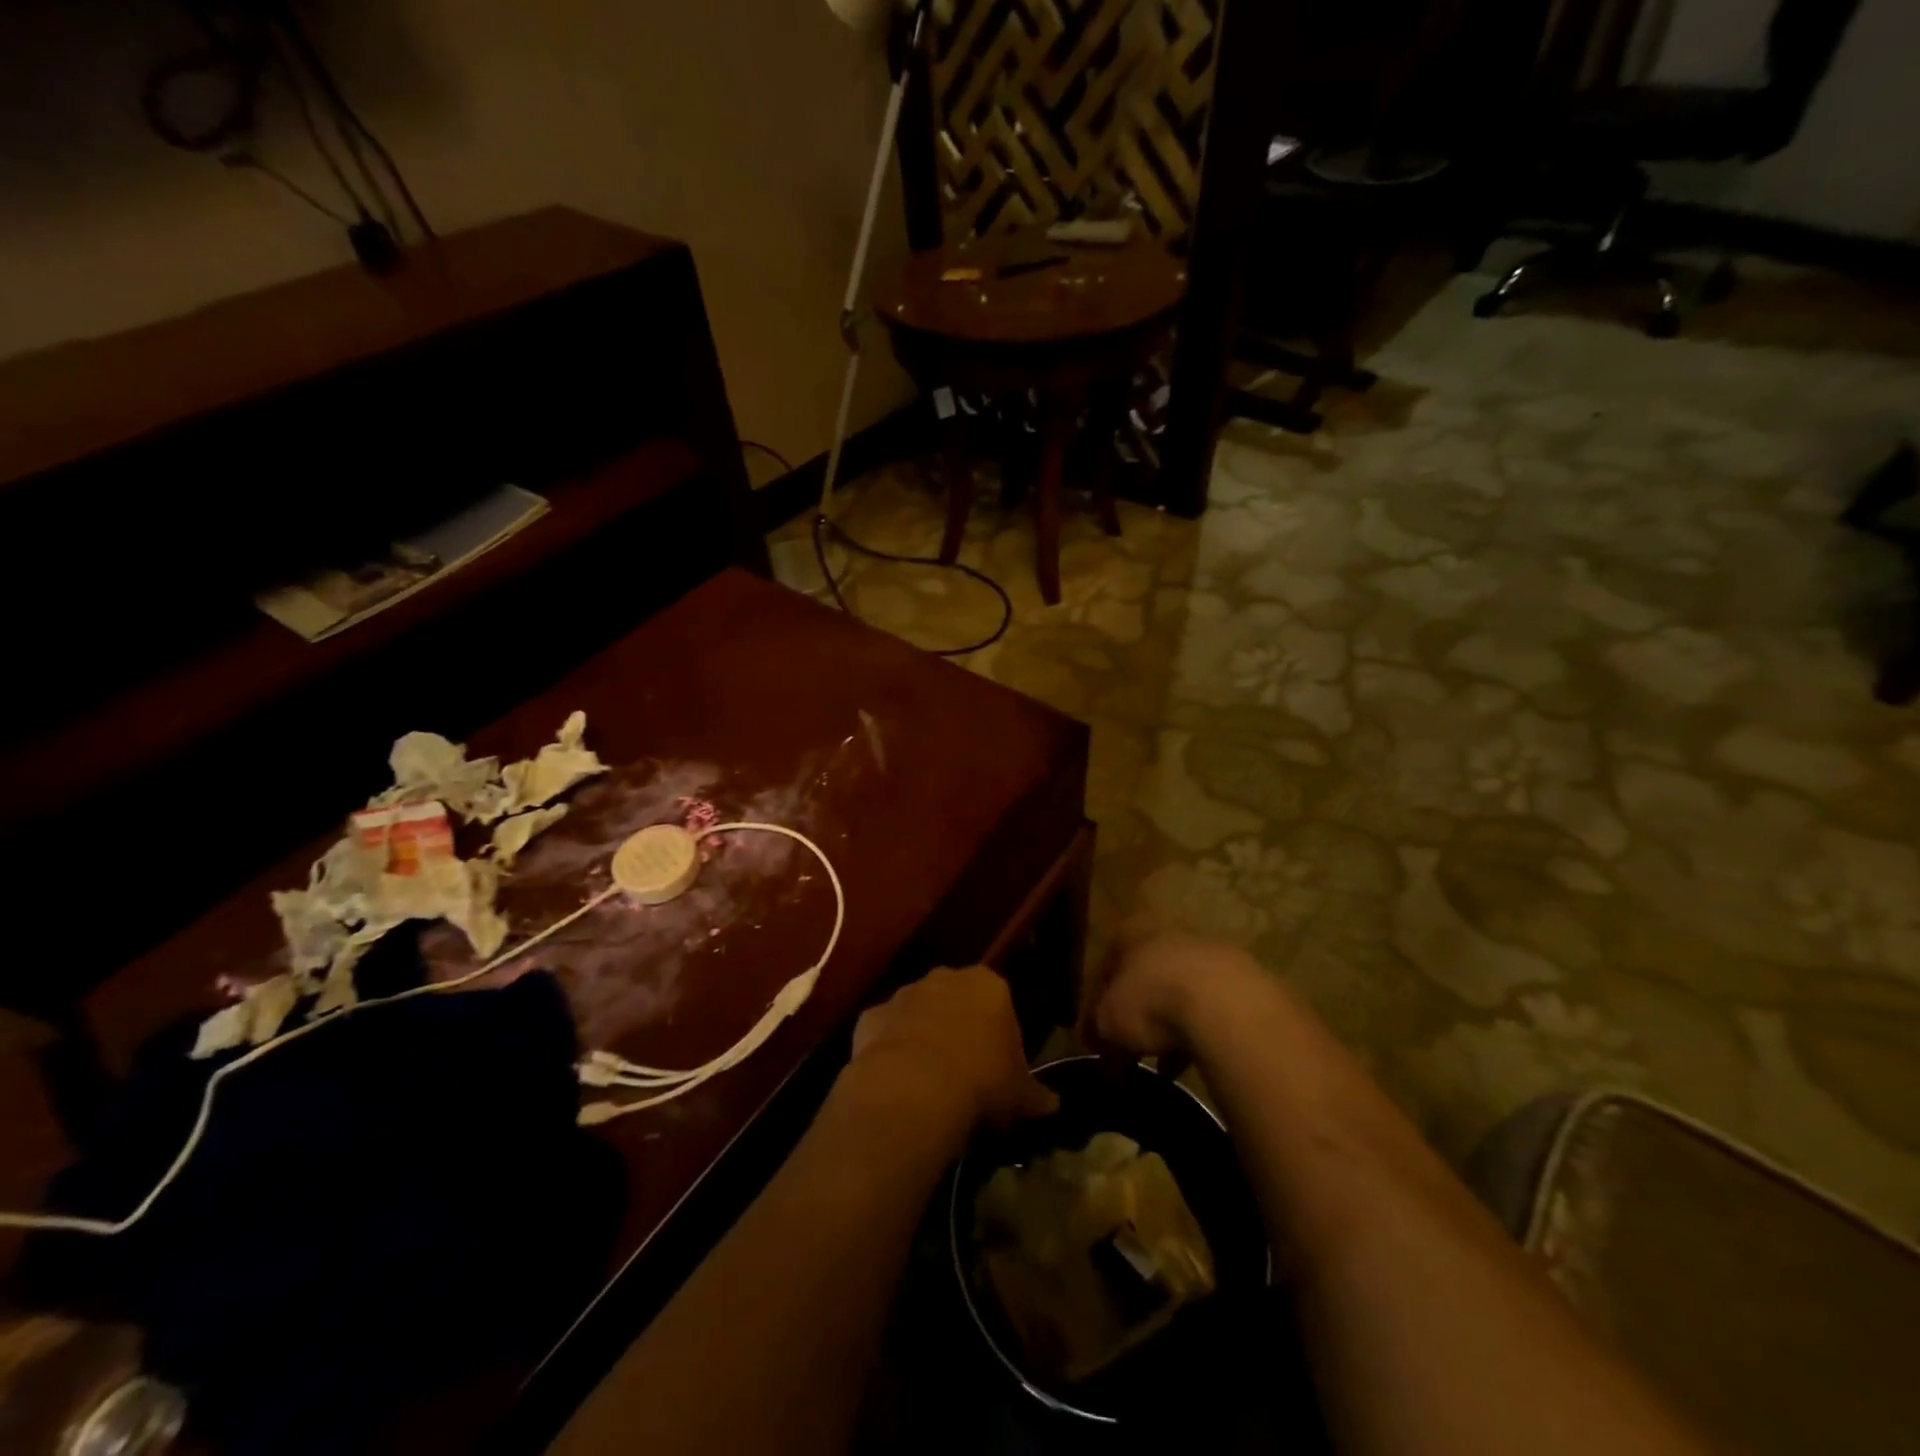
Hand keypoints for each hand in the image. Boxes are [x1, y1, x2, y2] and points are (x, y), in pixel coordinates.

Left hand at [849, 966, 1058, 1131]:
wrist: (913, 1088)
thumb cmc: (981, 1082)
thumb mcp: (1019, 1095)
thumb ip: (1036, 1095)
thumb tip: (1053, 1106)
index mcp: (989, 985)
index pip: (1001, 1004)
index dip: (1001, 1038)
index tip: (1000, 1070)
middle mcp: (945, 978)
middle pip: (957, 1001)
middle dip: (961, 1028)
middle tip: (966, 1073)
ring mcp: (904, 993)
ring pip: (919, 1012)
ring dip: (924, 1036)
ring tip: (929, 1082)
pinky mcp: (870, 1015)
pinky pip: (886, 1032)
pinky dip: (891, 1050)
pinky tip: (897, 1084)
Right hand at [1080, 922, 1269, 1059]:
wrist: (1226, 1006)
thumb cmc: (1151, 1002)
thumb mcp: (1108, 1022)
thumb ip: (1096, 1029)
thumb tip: (1094, 1041)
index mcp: (1131, 933)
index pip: (1105, 968)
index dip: (1096, 1006)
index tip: (1095, 1037)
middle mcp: (1168, 934)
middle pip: (1144, 978)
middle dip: (1136, 1014)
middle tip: (1129, 1049)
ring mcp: (1209, 955)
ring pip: (1179, 994)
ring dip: (1169, 1026)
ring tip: (1162, 1065)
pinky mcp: (1242, 982)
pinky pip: (1210, 1011)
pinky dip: (1199, 1034)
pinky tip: (1193, 1063)